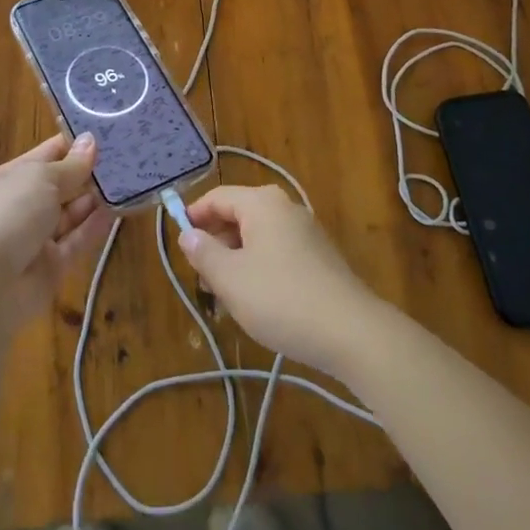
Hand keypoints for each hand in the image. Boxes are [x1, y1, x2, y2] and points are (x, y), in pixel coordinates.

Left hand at [0, 132, 110, 335]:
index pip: (50, 153)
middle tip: (129, 156)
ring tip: (129, 181)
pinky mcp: (53, 265)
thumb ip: (71, 165)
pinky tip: (118, 211)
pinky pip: (78, 240)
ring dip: (96, 199)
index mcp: (15, 176)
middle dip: (90, 171)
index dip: (76, 143)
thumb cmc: (10, 215)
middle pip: (63, 183)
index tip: (109, 131)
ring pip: (72, 213)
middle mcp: (26, 203)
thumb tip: (90, 141)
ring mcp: (38, 236)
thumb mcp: (42, 180)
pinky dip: (96, 226)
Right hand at [178, 184, 385, 376]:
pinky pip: (277, 251)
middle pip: (238, 215)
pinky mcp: (319, 256)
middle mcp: (285, 207)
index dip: (193, 216)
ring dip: (236, 259)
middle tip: (201, 276)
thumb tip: (187, 234)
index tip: (178, 242)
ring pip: (257, 236)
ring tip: (224, 295)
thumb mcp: (230, 279)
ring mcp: (306, 231)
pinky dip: (259, 267)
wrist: (351, 332)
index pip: (217, 197)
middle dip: (215, 242)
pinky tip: (256, 300)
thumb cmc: (281, 299)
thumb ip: (203, 253)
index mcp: (261, 203)